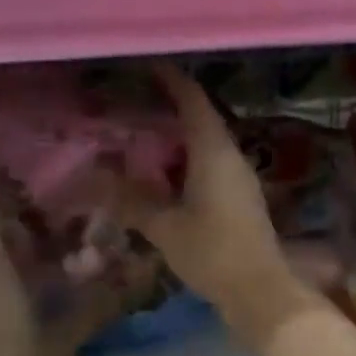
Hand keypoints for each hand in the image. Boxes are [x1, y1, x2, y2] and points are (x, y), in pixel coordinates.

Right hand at [118, 65, 326, 346]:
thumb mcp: (165, 227)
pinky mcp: (240, 196)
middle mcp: (231, 156)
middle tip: (134, 100)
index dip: (172, 79)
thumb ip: (131, 201)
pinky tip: (164, 173)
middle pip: (201, 118)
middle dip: (170, 106)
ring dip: (178, 136)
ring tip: (143, 133)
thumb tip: (94, 180)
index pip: (194, 100)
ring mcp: (239, 176)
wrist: (260, 290)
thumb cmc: (213, 252)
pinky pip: (210, 163)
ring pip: (206, 143)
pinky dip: (186, 159)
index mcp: (214, 152)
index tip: (148, 64)